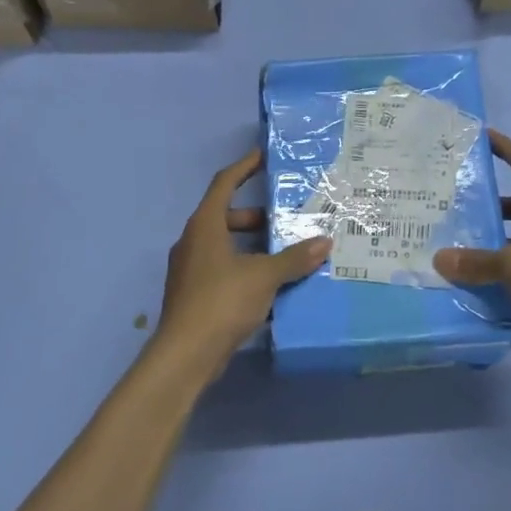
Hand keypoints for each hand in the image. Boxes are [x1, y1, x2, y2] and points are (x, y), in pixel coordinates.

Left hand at [150, 148, 330, 384]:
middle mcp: (192, 241)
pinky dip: (243, 267)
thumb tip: (324, 242)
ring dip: (250, 245)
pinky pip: (221, 268)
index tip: (263, 156)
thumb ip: (295, 258)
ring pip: (223, 245)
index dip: (244, 167)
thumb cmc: (222, 301)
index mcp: (204, 226)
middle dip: (254, 215)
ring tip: (282, 253)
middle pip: (224, 216)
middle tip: (283, 219)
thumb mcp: (264, 276)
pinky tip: (268, 284)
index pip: (224, 183)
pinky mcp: (192, 294)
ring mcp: (189, 269)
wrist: (185, 354)